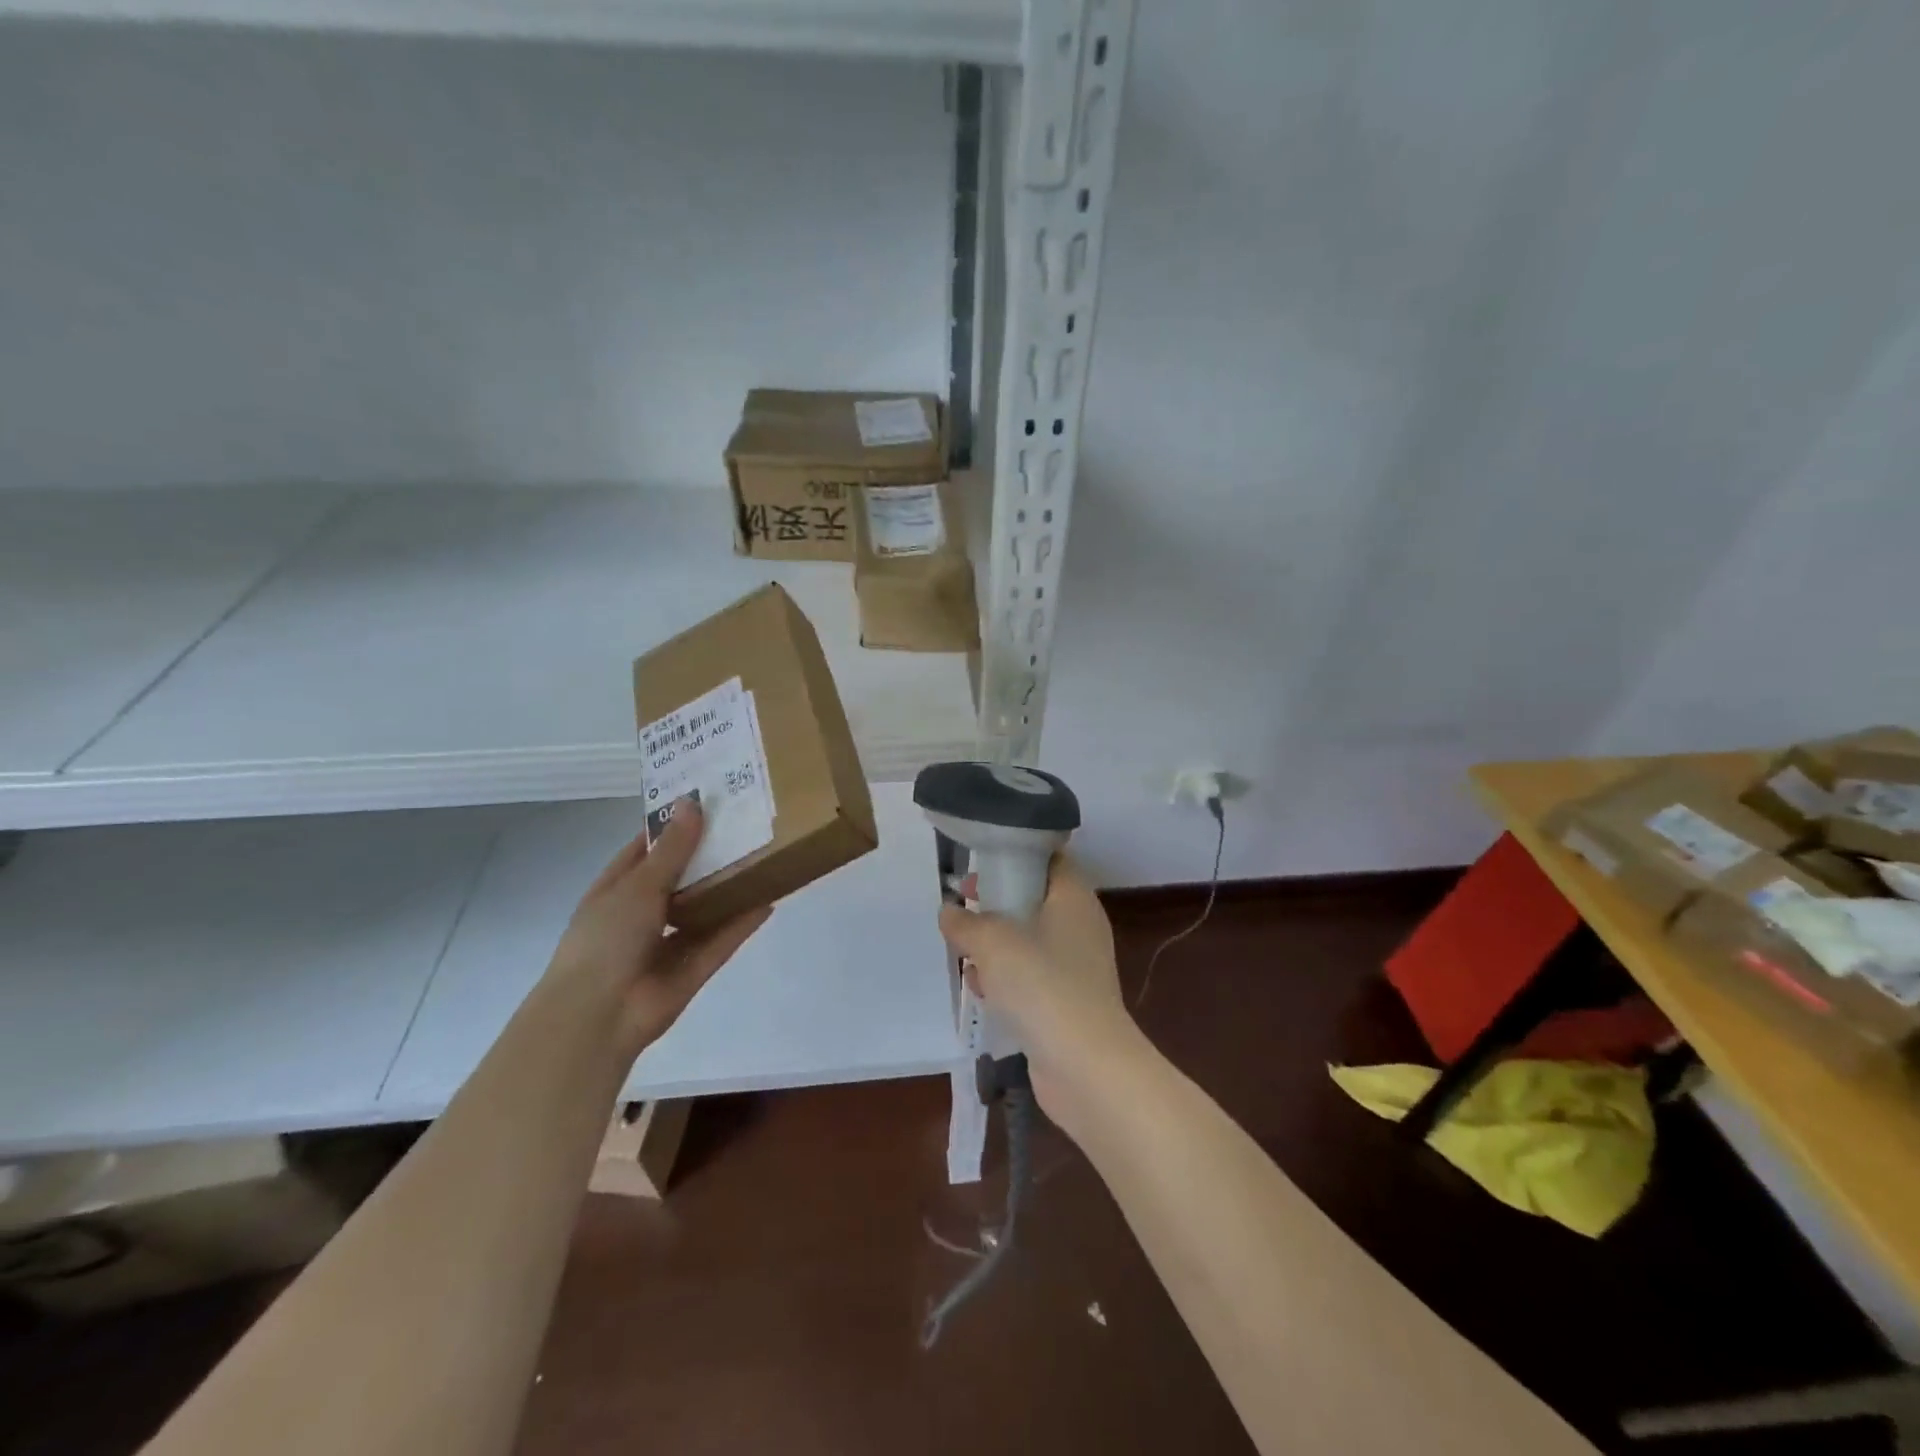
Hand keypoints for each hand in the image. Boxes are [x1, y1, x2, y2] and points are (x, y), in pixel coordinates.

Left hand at [545, 799, 770, 1059]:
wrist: (599, 1015)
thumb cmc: (607, 939)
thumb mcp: (638, 885)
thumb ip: (673, 849)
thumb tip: (692, 802)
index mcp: (619, 888)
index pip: (648, 848)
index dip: (674, 824)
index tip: (708, 799)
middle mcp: (644, 912)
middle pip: (683, 876)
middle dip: (710, 853)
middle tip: (748, 822)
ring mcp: (670, 941)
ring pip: (705, 907)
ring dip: (729, 887)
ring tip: (764, 856)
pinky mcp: (694, 967)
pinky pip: (722, 938)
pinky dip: (743, 921)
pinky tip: (769, 898)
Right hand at [937, 856, 1151, 1135]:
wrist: (1085, 1066)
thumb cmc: (1041, 985)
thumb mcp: (993, 942)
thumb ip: (966, 923)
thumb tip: (949, 911)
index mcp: (1073, 898)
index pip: (1049, 858)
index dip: (1015, 855)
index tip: (981, 865)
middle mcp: (1080, 926)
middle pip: (1035, 899)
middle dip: (997, 903)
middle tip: (965, 905)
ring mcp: (1076, 966)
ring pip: (1030, 940)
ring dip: (997, 945)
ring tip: (964, 952)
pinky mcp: (1068, 1002)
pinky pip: (1032, 977)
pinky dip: (1007, 978)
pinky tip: (981, 991)